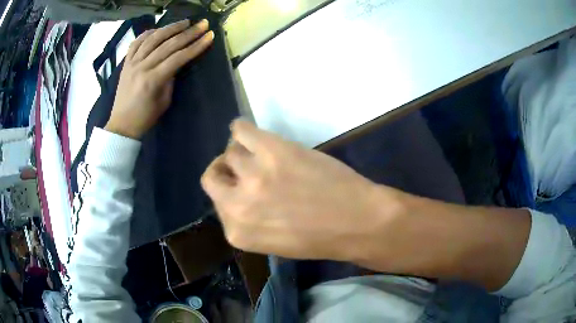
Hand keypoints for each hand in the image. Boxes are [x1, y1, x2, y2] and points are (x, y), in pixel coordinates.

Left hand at [105, 19, 213, 138]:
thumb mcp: (164, 101)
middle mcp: (142, 67)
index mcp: (153, 80)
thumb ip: (171, 78)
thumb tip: (177, 62)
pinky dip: (148, 33)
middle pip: (168, 44)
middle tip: (202, 24)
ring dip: (170, 28)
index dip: (196, 45)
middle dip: (188, 33)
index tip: (209, 35)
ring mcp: (132, 63)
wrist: (122, 125)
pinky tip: (159, 29)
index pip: (179, 57)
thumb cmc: (146, 118)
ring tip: (184, 22)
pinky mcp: (125, 63)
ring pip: (152, 39)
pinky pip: (136, 42)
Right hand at [201, 120, 403, 260]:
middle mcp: (237, 205)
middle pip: (213, 178)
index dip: (232, 194)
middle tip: (243, 168)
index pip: (218, 205)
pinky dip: (242, 129)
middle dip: (225, 173)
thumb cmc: (320, 238)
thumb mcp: (274, 242)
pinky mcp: (271, 150)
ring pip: (230, 153)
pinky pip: (241, 130)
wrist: (356, 222)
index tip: (243, 188)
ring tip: (261, 154)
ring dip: (242, 153)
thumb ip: (250, 221)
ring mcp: (252, 175)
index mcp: (237, 232)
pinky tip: (249, 133)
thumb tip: (239, 194)